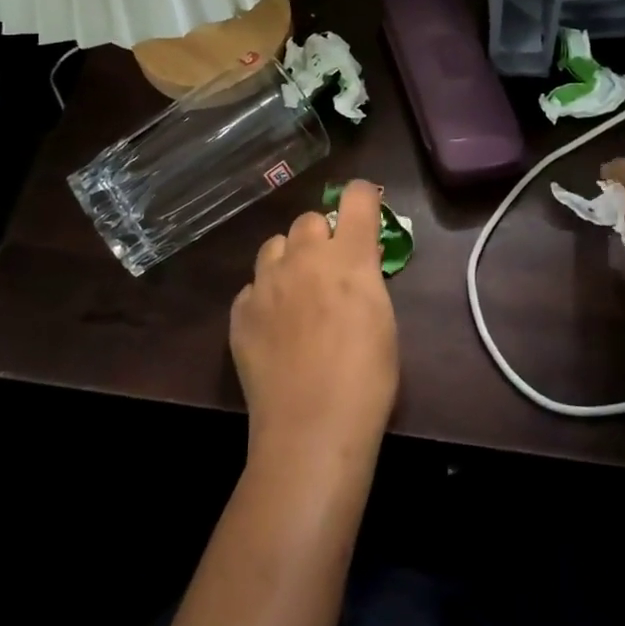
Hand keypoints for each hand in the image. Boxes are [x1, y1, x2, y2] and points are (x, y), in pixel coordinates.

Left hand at [230, 180, 398, 466]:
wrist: (312, 428)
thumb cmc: (367, 379)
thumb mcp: (383, 320)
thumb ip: (367, 279)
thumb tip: (358, 262)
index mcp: (349, 257)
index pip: (358, 197)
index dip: (364, 198)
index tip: (366, 210)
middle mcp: (304, 258)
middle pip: (310, 219)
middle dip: (322, 236)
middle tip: (331, 268)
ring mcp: (266, 283)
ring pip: (275, 245)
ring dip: (290, 258)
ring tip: (297, 292)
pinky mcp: (240, 312)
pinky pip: (253, 286)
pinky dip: (265, 296)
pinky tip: (274, 327)